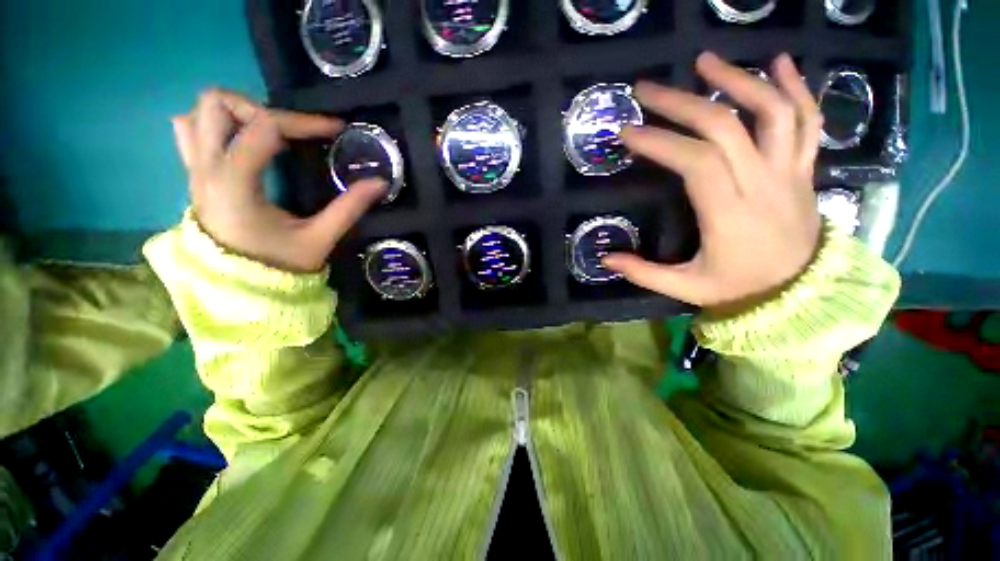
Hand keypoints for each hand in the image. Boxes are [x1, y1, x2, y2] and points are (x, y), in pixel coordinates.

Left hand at [171, 89, 385, 272]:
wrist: (241, 289)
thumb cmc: (280, 266)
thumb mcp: (320, 238)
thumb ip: (349, 207)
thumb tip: (379, 182)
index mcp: (235, 184)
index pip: (263, 128)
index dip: (303, 121)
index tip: (335, 130)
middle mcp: (206, 169)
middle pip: (216, 104)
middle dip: (261, 108)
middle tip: (293, 133)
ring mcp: (195, 171)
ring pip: (197, 113)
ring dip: (236, 114)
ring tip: (269, 135)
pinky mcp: (195, 177)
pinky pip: (189, 131)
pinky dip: (216, 126)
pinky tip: (243, 143)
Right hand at [604, 52, 822, 314]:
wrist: (799, 293)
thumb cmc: (737, 289)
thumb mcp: (685, 288)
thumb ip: (643, 273)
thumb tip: (605, 259)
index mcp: (729, 213)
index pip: (696, 161)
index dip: (660, 142)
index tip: (628, 132)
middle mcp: (762, 183)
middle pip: (724, 127)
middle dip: (682, 103)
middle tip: (647, 89)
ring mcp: (789, 171)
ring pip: (772, 111)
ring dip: (738, 80)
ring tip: (705, 61)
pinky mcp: (803, 169)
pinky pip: (808, 120)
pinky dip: (796, 87)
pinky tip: (779, 63)